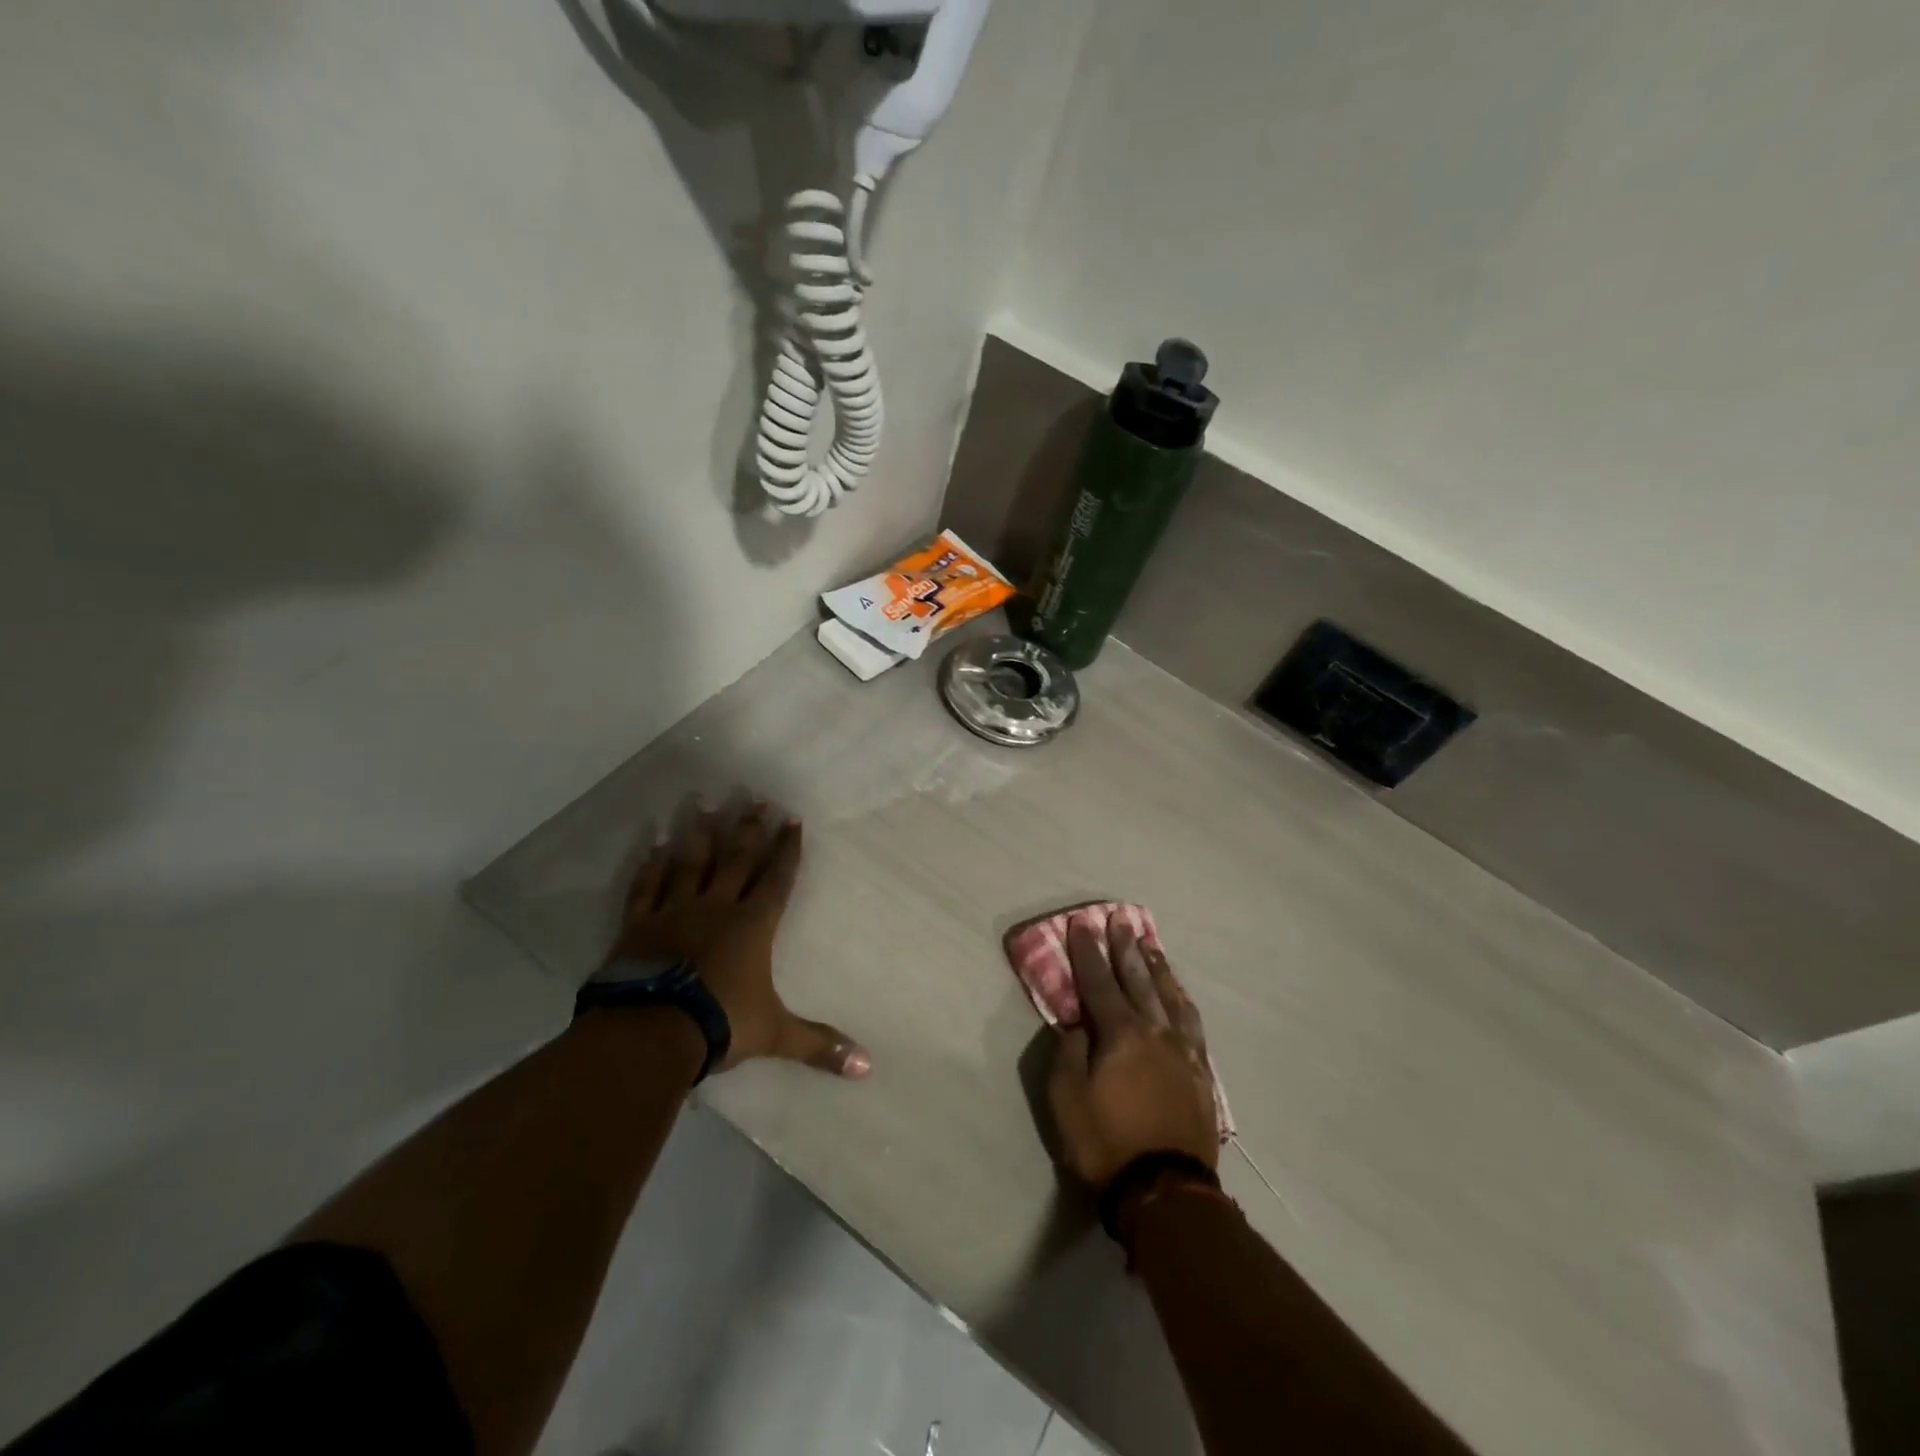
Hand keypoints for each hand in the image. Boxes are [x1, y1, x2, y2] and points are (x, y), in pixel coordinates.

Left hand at [602, 800, 870, 1078]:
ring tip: (705, 800)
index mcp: (752, 926)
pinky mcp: (638, 925)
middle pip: (736, 859)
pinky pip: (647, 886)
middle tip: (754, 796)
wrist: (650, 1032)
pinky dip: (651, 863)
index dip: (786, 849)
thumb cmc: (719, 1024)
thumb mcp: (775, 1034)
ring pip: (691, 862)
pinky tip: (656, 840)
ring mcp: (674, 912)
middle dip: (749, 828)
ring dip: (700, 832)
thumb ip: (819, 1045)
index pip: (776, 879)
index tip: (792, 818)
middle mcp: (716, 908)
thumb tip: (869, 1067)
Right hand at [1048, 916, 1217, 1189]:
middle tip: (1120, 921)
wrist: (1165, 1190)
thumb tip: (1079, 1024)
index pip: (1098, 982)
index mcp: (1121, 1033)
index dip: (1087, 952)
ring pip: (1169, 996)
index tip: (1081, 924)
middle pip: (1137, 980)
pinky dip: (1181, 1000)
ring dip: (1157, 968)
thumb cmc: (1106, 1142)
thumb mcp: (1067, 1097)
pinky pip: (1191, 1023)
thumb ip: (1071, 1052)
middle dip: (1125, 949)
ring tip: (1150, 946)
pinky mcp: (1199, 1072)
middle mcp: (1155, 1030)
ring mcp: (1182, 1050)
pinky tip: (1179, 995)